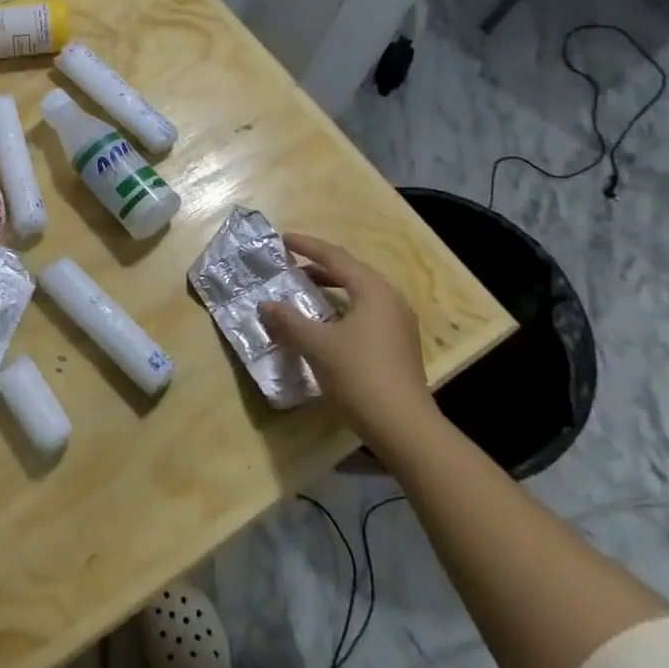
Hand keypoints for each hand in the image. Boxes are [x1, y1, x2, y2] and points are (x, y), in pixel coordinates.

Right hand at [259, 234, 440, 453]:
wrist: (404, 427)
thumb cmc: (359, 375)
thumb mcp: (316, 344)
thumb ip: (288, 320)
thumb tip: (265, 304)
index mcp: (373, 291)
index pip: (336, 257)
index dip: (307, 246)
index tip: (283, 239)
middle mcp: (390, 300)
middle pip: (350, 273)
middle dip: (318, 267)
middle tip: (290, 265)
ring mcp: (398, 324)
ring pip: (358, 295)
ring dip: (329, 289)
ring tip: (303, 291)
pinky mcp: (398, 346)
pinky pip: (364, 313)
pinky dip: (340, 309)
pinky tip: (323, 324)